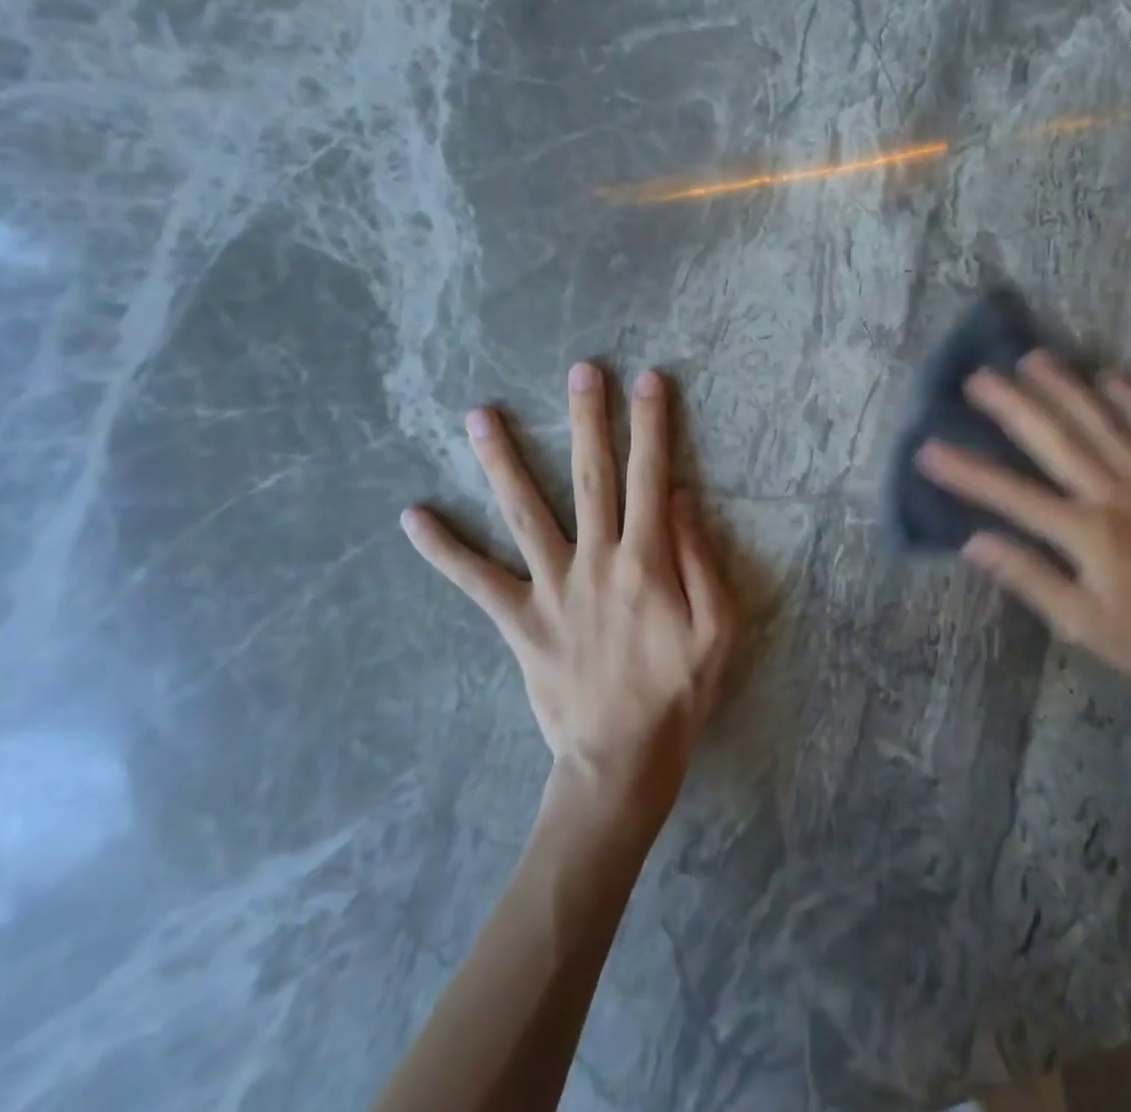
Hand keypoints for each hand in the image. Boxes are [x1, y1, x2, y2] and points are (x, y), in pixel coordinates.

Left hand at [401, 363, 738, 806]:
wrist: (621, 760)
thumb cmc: (680, 692)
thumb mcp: (719, 627)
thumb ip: (701, 557)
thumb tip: (681, 495)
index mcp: (648, 560)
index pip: (651, 476)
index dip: (652, 425)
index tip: (648, 380)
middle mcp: (596, 561)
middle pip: (591, 476)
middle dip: (588, 419)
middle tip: (581, 371)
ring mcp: (551, 587)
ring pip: (524, 512)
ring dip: (503, 460)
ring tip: (480, 414)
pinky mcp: (518, 619)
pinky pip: (475, 580)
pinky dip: (443, 548)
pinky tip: (412, 516)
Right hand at [916, 350, 1130, 688]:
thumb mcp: (1082, 624)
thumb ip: (1030, 578)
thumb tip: (973, 542)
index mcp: (1087, 533)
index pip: (1012, 495)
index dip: (967, 472)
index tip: (929, 449)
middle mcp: (1116, 494)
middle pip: (1055, 439)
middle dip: (1012, 405)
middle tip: (978, 378)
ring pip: (1102, 421)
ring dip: (1064, 387)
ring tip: (1032, 359)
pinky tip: (1109, 377)